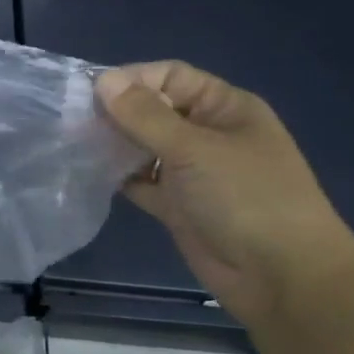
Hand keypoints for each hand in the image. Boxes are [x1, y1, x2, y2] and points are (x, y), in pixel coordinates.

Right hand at [95, 61, 353, 321]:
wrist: (281, 276)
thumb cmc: (246, 198)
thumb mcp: (193, 149)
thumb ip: (144, 116)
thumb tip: (103, 79)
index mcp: (224, 108)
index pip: (171, 76)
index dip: (132, 79)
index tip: (89, 93)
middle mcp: (207, 133)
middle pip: (154, 110)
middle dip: (116, 113)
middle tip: (72, 121)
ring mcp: (192, 171)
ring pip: (143, 146)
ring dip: (114, 145)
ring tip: (74, 145)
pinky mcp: (177, 204)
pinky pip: (141, 181)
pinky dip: (118, 177)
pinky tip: (89, 174)